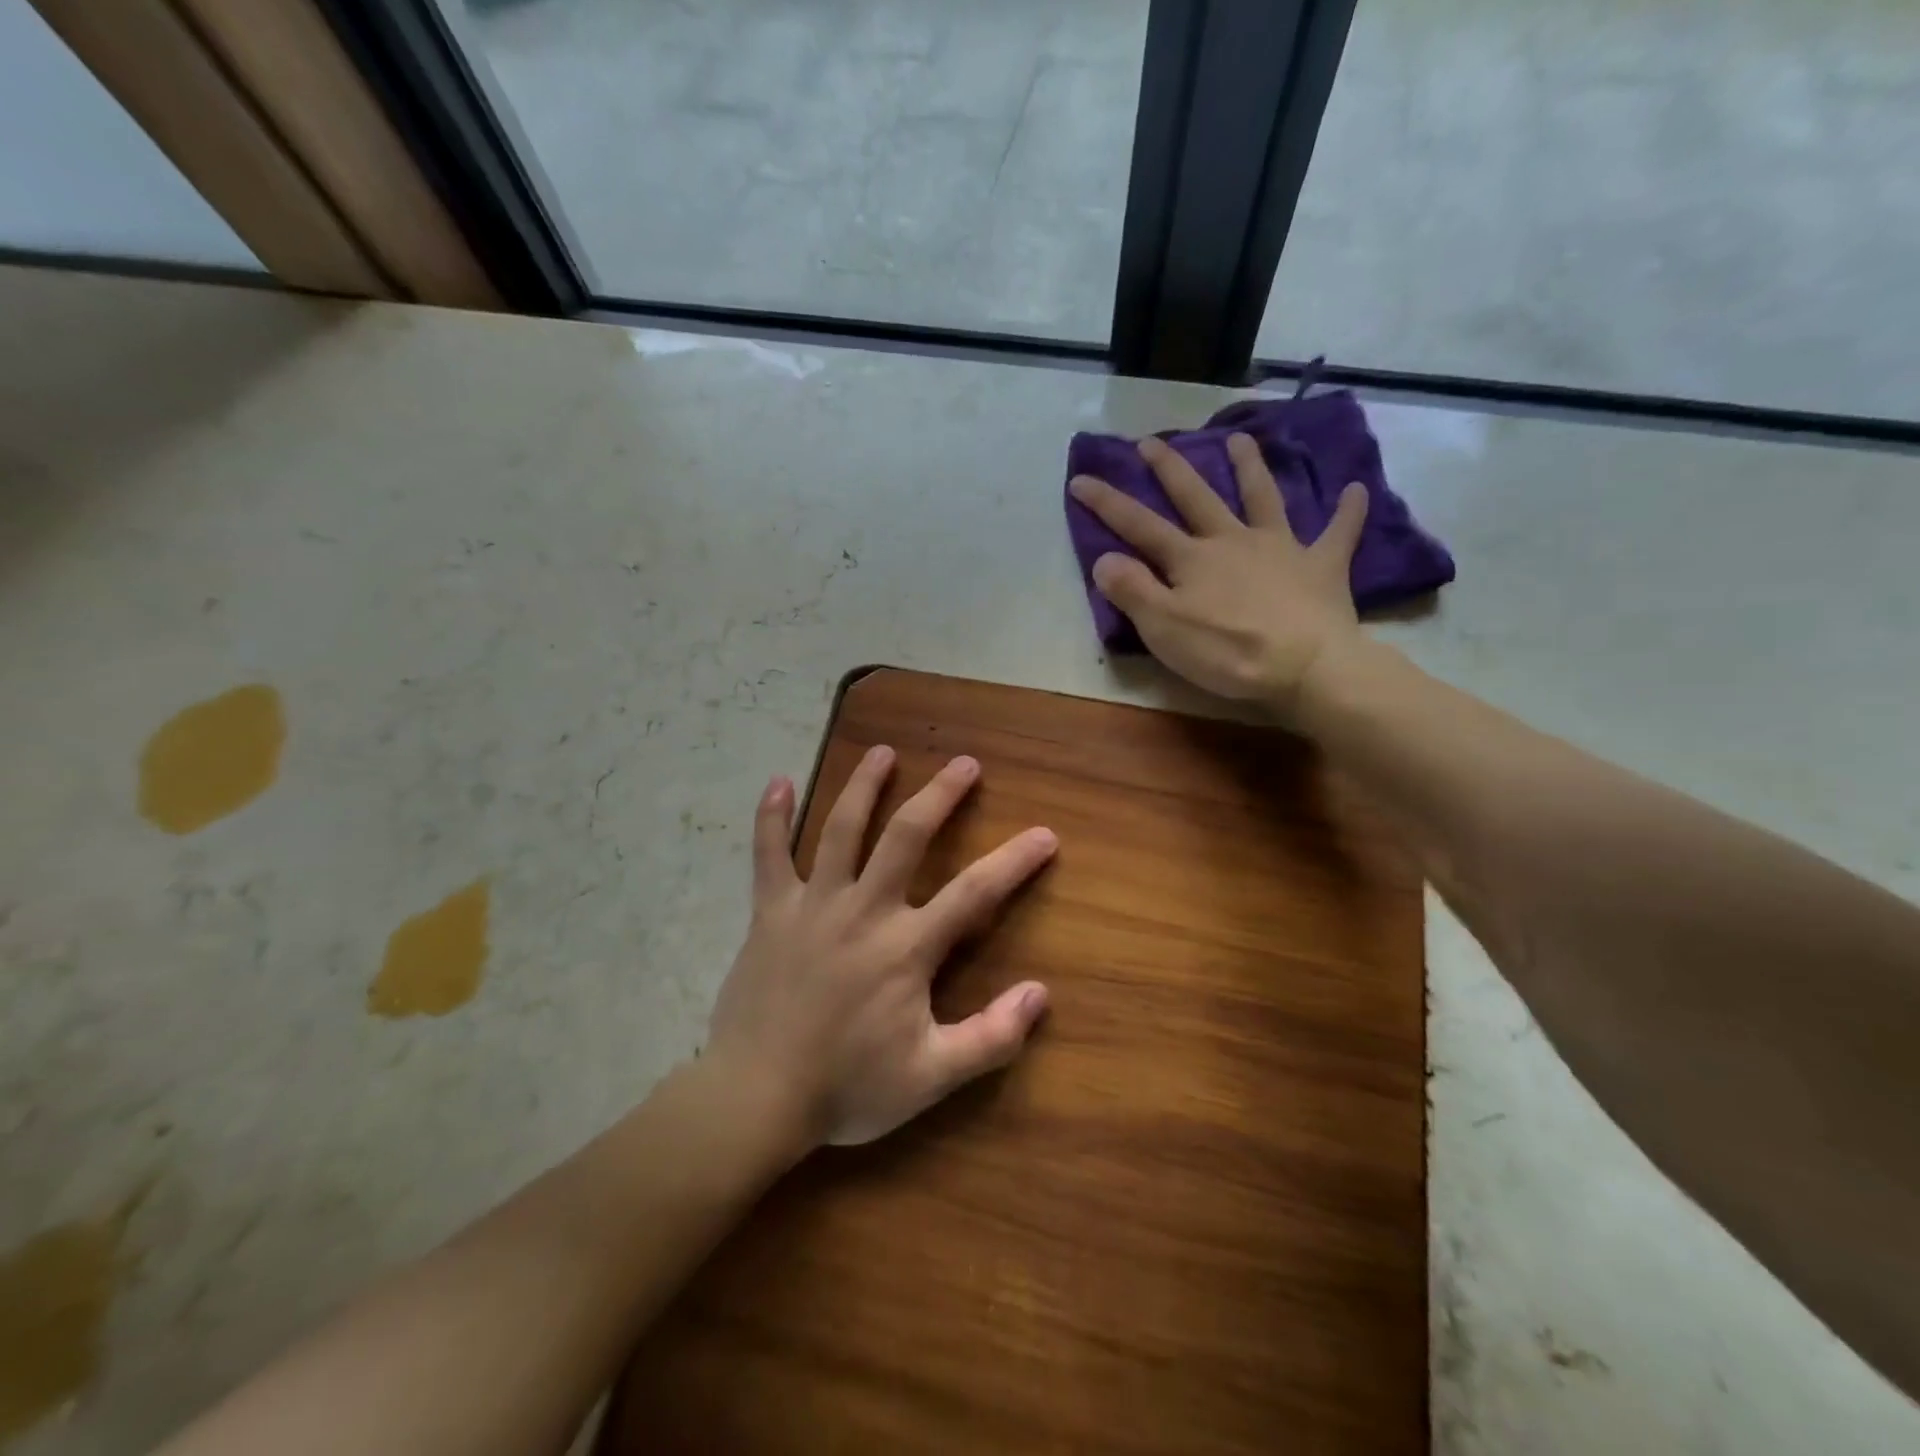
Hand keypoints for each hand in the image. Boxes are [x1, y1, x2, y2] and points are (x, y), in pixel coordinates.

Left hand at [705, 748, 1056, 1147]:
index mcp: (906, 947)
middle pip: (907, 835)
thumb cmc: (847, 1088)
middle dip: (940, 795)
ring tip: (882, 752)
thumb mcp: (931, 1078)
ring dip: (865, 785)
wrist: (756, 1099)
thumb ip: (991, 1038)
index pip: (974, 893)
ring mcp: (813, 905)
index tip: (1044, 834)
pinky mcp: (771, 913)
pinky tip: (779, 781)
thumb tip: (1041, 995)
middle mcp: (864, 910)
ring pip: (841, 829)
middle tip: (964, 763)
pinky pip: (768, 855)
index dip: (1014, 861)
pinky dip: (772, 818)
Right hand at [1070, 433, 1369, 718]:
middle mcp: (1232, 541)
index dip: (1107, 503)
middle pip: (1196, 497)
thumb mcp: (1164, 628)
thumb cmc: (1228, 652)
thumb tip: (1104, 558)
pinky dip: (1348, 511)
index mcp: (1191, 559)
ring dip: (1250, 467)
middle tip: (1151, 442)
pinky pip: (1338, 532)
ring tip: (1240, 438)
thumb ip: (1132, 591)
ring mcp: (1280, 548)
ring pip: (1262, 498)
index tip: (1080, 478)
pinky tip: (1356, 489)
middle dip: (1170, 469)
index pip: (1139, 525)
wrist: (1306, 666)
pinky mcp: (1321, 566)